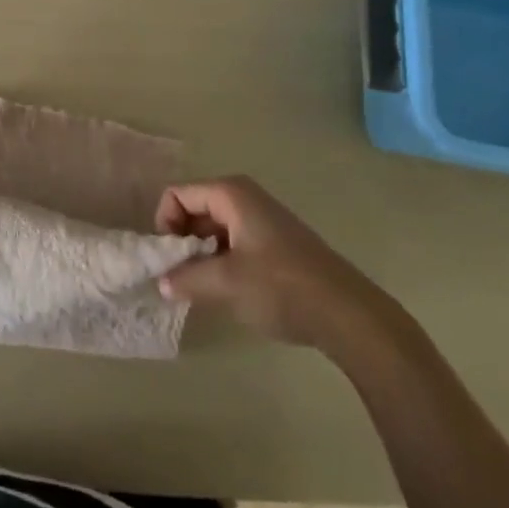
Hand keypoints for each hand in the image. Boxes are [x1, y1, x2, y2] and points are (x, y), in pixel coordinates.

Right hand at [156, 176, 409, 363]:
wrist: (347, 314)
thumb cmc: (282, 287)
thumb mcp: (226, 283)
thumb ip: (186, 278)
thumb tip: (161, 282)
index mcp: (230, 193)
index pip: (176, 195)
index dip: (165, 226)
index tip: (169, 262)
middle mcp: (244, 196)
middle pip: (194, 209)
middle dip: (182, 242)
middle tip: (182, 278)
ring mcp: (261, 218)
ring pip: (213, 228)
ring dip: (201, 255)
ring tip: (203, 289)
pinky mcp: (274, 241)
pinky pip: (232, 240)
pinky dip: (221, 261)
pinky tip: (229, 291)